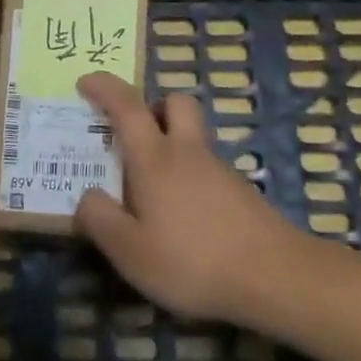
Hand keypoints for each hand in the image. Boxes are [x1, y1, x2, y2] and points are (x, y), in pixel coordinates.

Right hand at [73, 72, 307, 327]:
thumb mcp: (130, 252)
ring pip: (193, 136)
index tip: (85, 82)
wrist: (275, 278)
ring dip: (171, 144)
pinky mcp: (240, 192)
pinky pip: (206, 167)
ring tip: (152, 190)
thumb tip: (86, 195)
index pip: (126, 105)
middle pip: (175, 102)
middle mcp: (188, 152)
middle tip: (132, 135)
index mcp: (155, 158)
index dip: (104, 87)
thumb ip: (100, 219)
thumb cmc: (192, 260)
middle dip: (152, 106)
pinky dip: (189, 176)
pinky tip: (184, 217)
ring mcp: (219, 170)